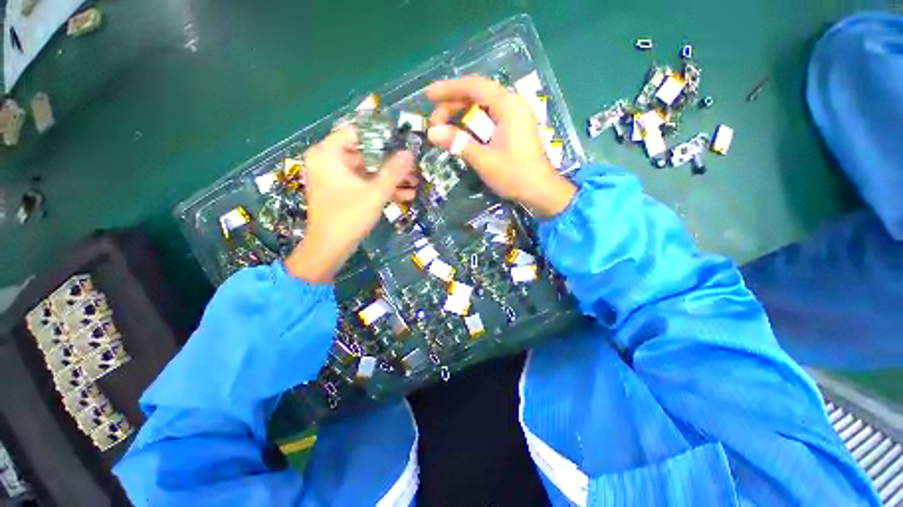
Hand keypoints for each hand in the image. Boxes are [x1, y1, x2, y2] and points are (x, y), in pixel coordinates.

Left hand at [286, 128, 415, 282]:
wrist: (330, 249)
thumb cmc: (348, 217)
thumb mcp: (375, 193)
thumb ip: (394, 172)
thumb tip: (410, 153)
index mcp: (328, 154)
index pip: (357, 132)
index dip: (382, 135)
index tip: (404, 141)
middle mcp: (329, 161)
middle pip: (366, 153)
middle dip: (392, 162)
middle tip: (414, 165)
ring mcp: (336, 177)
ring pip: (368, 170)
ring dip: (391, 177)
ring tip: (416, 182)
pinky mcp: (343, 191)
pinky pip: (365, 183)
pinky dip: (382, 188)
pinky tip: (406, 194)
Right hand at [426, 76, 575, 217]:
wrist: (540, 191)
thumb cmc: (514, 175)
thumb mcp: (484, 160)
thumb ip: (458, 143)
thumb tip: (432, 133)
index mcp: (508, 106)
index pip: (473, 86)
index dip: (448, 89)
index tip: (428, 96)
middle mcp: (512, 104)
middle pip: (477, 95)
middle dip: (453, 105)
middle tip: (434, 123)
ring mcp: (514, 117)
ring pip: (482, 107)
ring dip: (461, 115)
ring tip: (444, 129)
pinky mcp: (514, 129)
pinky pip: (489, 118)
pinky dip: (473, 124)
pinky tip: (461, 133)